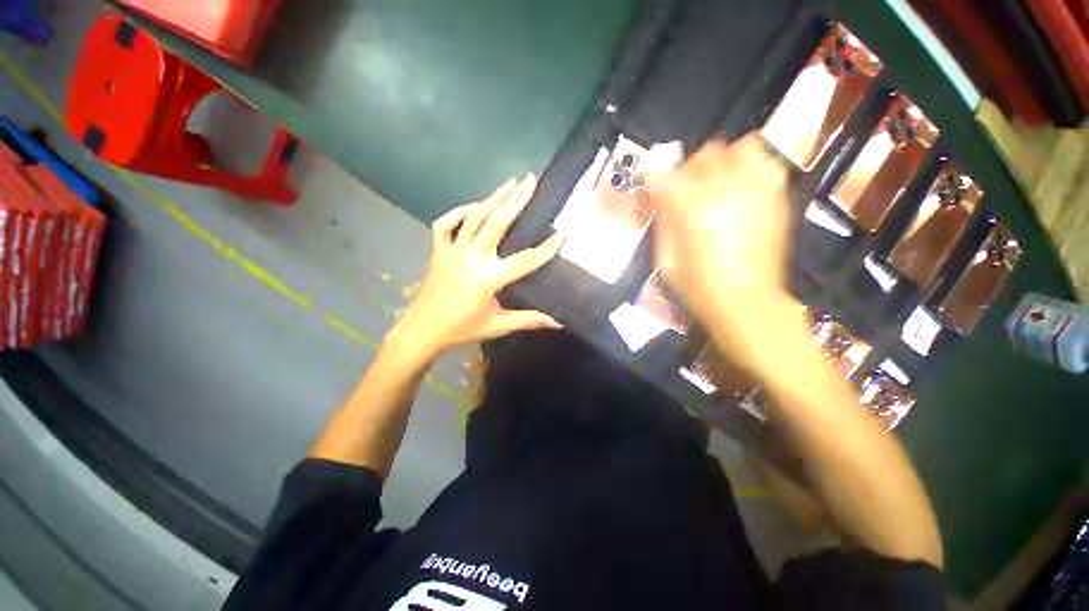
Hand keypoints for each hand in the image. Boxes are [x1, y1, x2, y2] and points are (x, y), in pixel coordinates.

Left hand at [391, 174, 563, 360]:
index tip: (563, 232)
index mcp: (488, 278)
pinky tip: (473, 206)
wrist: (424, 329)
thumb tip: (557, 321)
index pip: (525, 260)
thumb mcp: (498, 325)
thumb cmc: (463, 329)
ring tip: (510, 182)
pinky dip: (458, 211)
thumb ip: (528, 320)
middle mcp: (472, 258)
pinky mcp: (439, 250)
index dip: (547, 248)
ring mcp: (453, 251)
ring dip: (493, 198)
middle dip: (516, 200)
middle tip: (530, 180)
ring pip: (474, 217)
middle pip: (496, 223)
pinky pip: (445, 223)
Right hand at [650, 135, 798, 364]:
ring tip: (720, 184)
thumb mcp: (665, 260)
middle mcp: (723, 188)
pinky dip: (752, 169)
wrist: (747, 302)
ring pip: (740, 148)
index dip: (655, 183)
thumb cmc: (698, 287)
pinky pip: (767, 164)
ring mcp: (755, 189)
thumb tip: (663, 202)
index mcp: (689, 206)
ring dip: (725, 163)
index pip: (664, 176)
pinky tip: (744, 190)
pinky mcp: (777, 197)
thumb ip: (663, 223)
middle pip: (702, 155)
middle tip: (687, 192)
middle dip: (689, 171)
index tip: (654, 192)